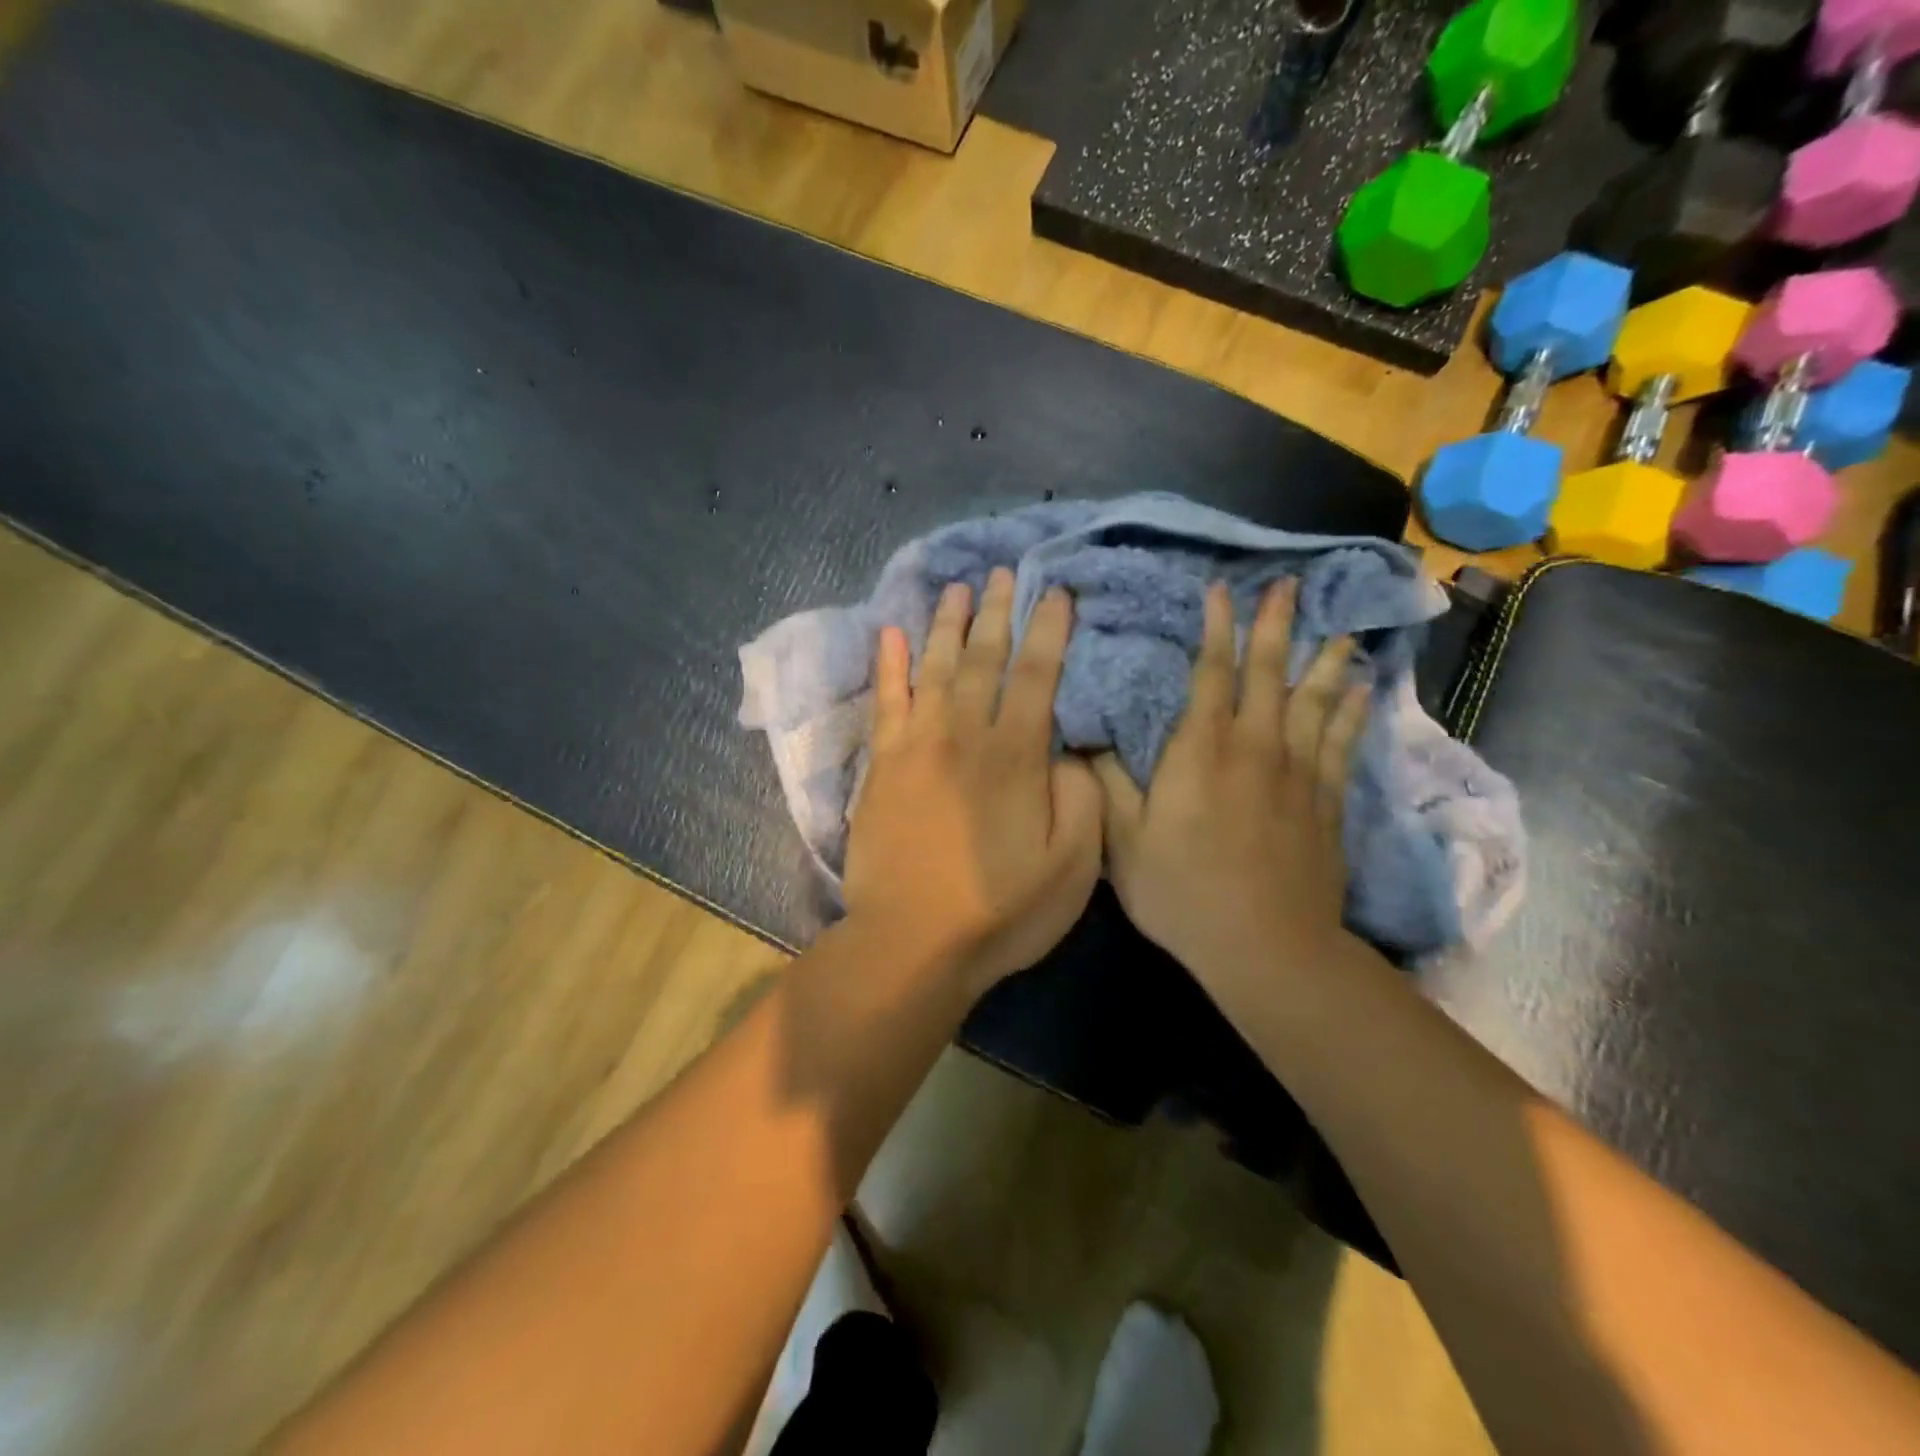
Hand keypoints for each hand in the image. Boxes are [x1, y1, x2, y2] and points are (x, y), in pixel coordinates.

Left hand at [844, 567, 1103, 996]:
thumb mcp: (1073, 866)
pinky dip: (887, 665)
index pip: (1037, 674)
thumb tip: (1067, 748)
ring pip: (933, 668)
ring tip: (955, 588)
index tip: (1056, 591)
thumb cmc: (1001, 911)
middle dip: (996, 612)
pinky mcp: (881, 767)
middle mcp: (965, 735)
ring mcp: (916, 746)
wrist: (911, 943)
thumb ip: (1080, 796)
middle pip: (982, 659)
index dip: (1049, 629)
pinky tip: (889, 632)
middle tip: (1002, 572)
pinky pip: (885, 702)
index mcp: (1016, 756)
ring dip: (945, 625)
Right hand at [1093, 579, 1370, 983]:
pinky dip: (1354, 712)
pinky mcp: (1327, 801)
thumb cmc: (1182, 890)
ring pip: (1317, 700)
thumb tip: (1088, 735)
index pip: (1211, 673)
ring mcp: (1298, 772)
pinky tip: (1363, 691)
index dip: (1216, 629)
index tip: (1221, 591)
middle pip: (1269, 673)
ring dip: (1324, 661)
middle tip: (1287, 585)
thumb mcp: (1122, 839)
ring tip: (1338, 630)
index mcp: (1201, 749)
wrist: (1264, 945)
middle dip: (1274, 626)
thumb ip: (1106, 780)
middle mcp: (1255, 746)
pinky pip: (1344, 742)